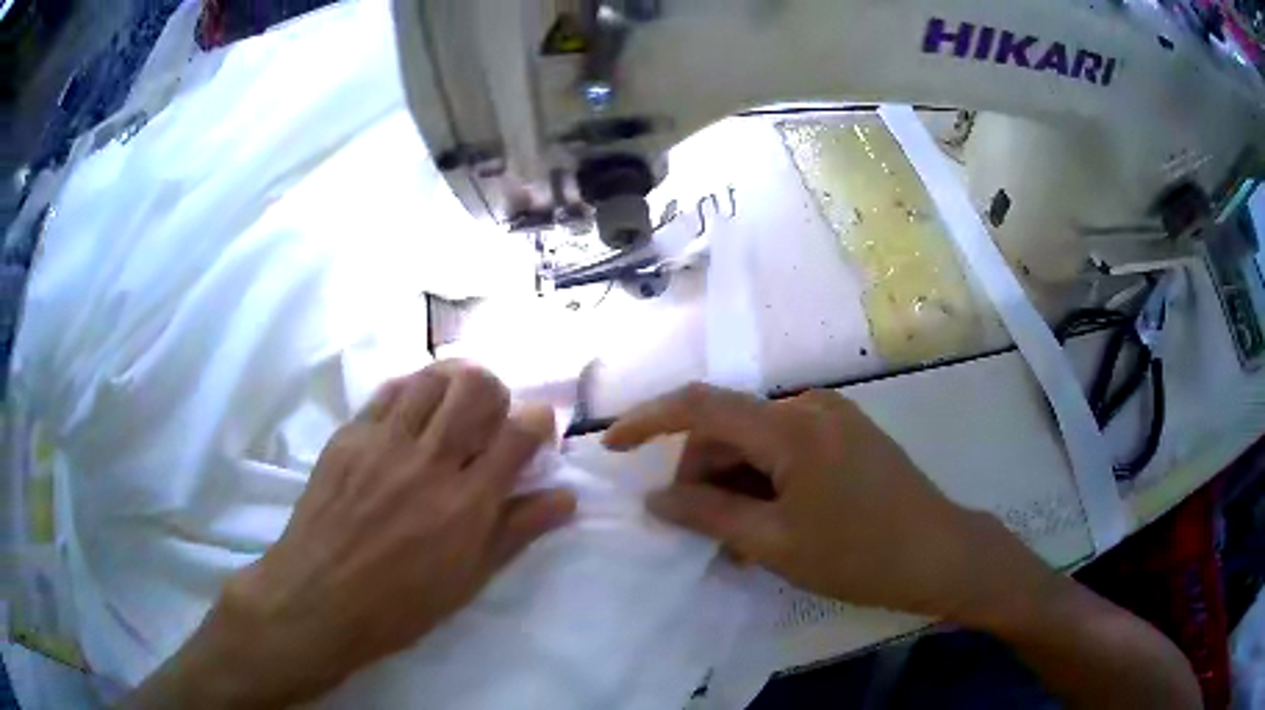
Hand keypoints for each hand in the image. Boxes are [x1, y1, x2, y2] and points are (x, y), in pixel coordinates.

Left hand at [132, 362, 575, 708]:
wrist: (307, 606)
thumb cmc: (393, 611)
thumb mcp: (462, 586)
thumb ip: (513, 534)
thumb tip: (560, 499)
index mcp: (458, 506)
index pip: (512, 435)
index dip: (533, 419)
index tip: (539, 420)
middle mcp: (422, 464)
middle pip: (471, 388)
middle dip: (494, 384)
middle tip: (496, 405)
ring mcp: (378, 445)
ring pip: (427, 378)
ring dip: (451, 377)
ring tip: (455, 397)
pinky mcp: (344, 441)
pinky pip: (385, 394)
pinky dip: (407, 388)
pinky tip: (407, 407)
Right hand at [603, 384, 1051, 621]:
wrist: (940, 552)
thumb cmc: (859, 555)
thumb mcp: (775, 543)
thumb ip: (708, 515)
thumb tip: (656, 499)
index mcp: (791, 427)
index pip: (701, 405)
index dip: (647, 420)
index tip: (612, 446)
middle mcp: (810, 406)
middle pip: (729, 427)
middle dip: (703, 474)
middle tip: (704, 532)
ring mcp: (833, 416)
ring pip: (757, 440)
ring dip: (735, 482)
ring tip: (743, 537)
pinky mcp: (847, 433)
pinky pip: (786, 446)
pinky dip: (765, 478)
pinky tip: (773, 518)